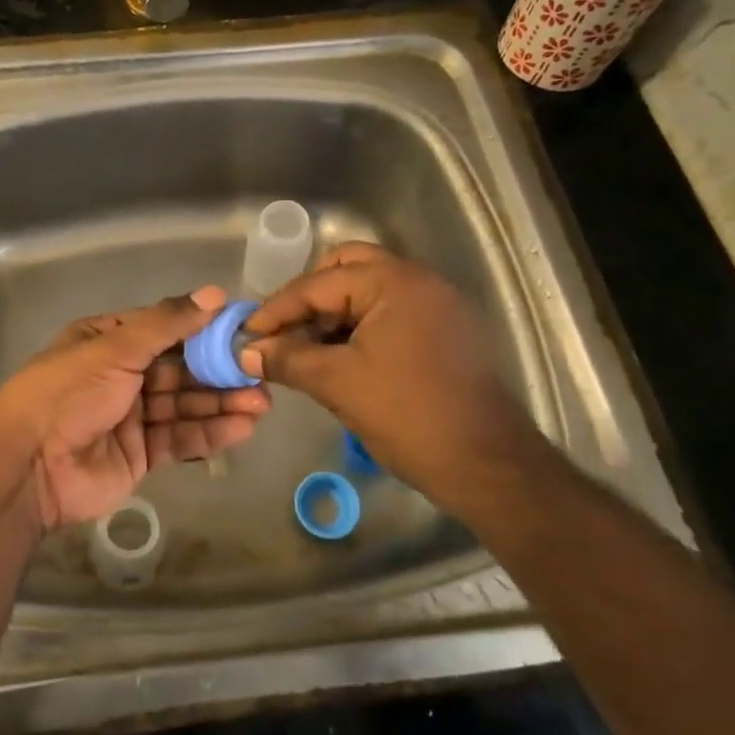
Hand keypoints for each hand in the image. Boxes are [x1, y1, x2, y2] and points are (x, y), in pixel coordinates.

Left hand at [0, 286, 270, 529]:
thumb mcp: (115, 348)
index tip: (243, 329)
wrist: (29, 465)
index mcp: (108, 341)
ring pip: (184, 405)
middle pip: (179, 369)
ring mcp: (131, 416)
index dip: (203, 328)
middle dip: (218, 371)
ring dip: (221, 403)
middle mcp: (121, 375)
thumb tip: (215, 294)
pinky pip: (179, 439)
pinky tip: (243, 427)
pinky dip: (210, 432)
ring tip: (262, 401)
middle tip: (261, 372)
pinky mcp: (140, 454)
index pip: (164, 329)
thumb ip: (167, 323)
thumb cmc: (69, 392)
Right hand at [240, 243, 541, 506]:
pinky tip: (337, 358)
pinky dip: (358, 327)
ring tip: (303, 350)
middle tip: (282, 331)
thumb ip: (288, 359)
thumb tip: (247, 352)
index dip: (277, 309)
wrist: (488, 465)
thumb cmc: (409, 416)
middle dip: (308, 298)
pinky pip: (389, 313)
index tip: (247, 334)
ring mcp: (436, 305)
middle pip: (346, 269)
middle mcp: (419, 281)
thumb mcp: (337, 384)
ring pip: (368, 292)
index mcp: (394, 282)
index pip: (318, 283)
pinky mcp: (444, 331)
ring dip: (332, 314)